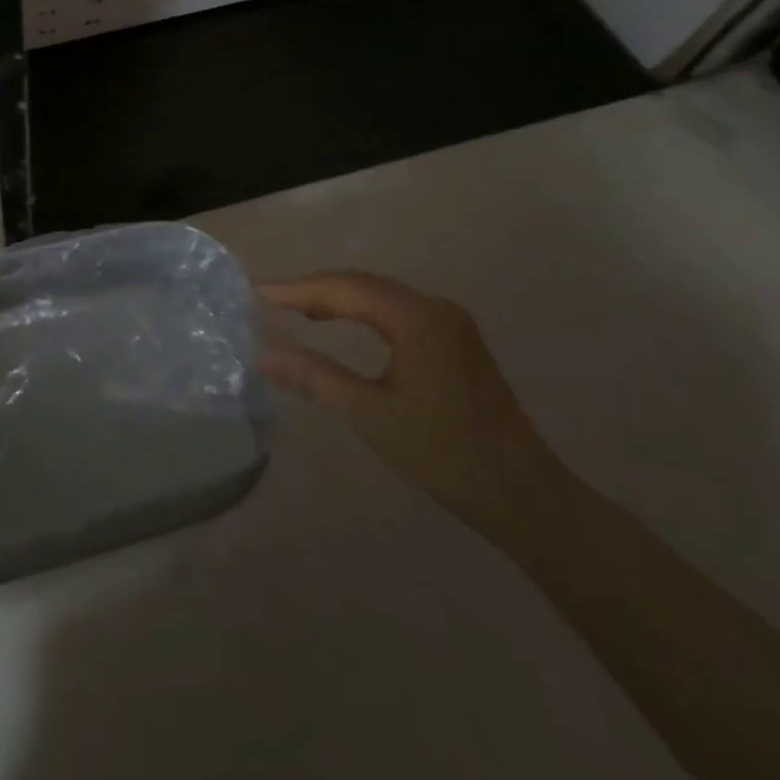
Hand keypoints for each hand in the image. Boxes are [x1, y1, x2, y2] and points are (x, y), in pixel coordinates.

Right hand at [260, 270, 563, 528]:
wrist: (522, 494)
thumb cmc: (443, 453)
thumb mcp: (370, 415)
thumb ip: (315, 377)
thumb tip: (264, 354)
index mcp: (417, 318)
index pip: (344, 288)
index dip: (297, 289)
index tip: (256, 292)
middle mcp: (435, 308)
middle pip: (363, 284)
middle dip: (314, 289)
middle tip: (270, 300)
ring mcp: (449, 323)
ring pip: (380, 296)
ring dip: (337, 299)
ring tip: (296, 310)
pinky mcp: (454, 342)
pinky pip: (396, 312)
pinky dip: (361, 312)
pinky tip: (342, 325)